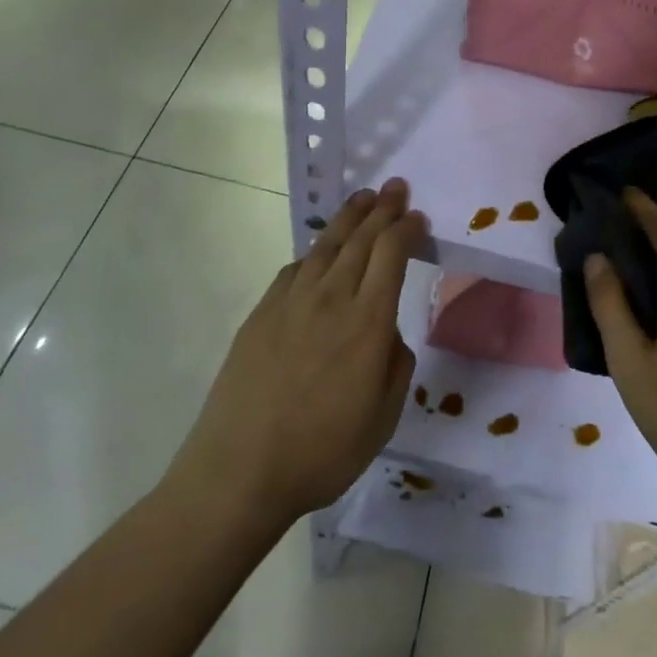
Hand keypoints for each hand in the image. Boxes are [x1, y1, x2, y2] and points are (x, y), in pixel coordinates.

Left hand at [167, 179, 426, 529]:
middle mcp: (330, 299)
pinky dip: (313, 253)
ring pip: (325, 246)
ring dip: (348, 219)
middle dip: (381, 209)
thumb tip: (387, 332)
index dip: (405, 230)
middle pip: (360, 240)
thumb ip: (395, 365)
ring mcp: (291, 302)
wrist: (240, 469)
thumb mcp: (382, 418)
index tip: (416, 217)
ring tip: (362, 200)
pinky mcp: (262, 313)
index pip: (391, 255)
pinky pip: (294, 269)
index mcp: (367, 323)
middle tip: (395, 187)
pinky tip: (318, 253)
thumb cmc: (322, 452)